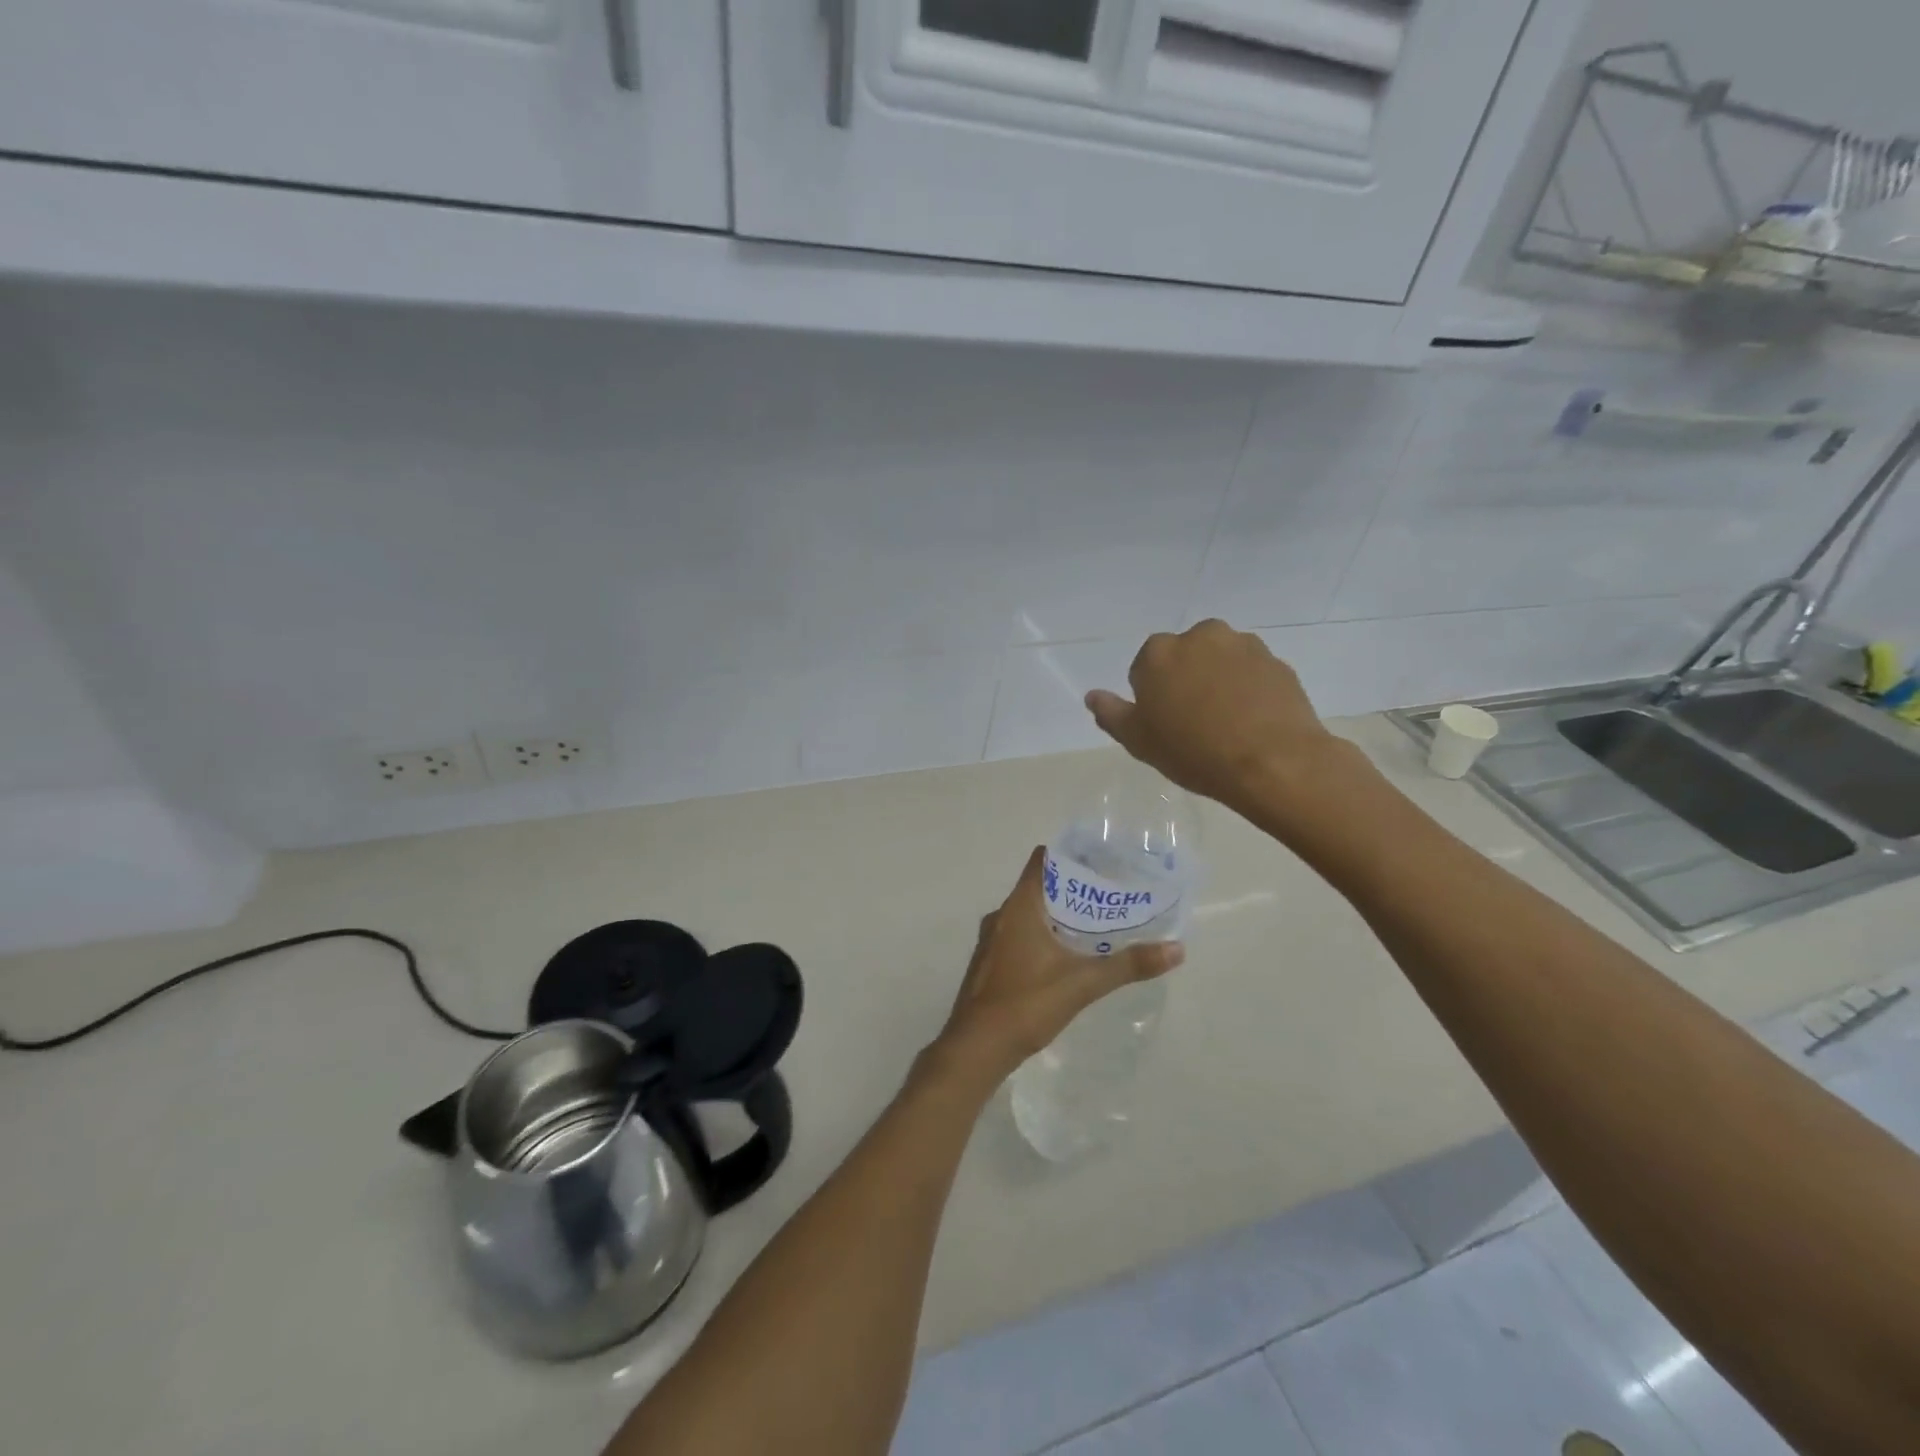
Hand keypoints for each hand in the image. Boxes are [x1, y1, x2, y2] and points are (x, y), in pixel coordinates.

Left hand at [925, 848, 1183, 1091]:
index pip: (1042, 861)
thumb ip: (1129, 965)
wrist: (976, 1047)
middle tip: (1109, 895)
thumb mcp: (1084, 983)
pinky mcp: (990, 963)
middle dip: (1072, 890)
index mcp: (1019, 906)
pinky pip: (1019, 936)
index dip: (1070, 856)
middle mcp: (1001, 915)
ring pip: (1028, 914)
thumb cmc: (1027, 1003)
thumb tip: (1176, 949)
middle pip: (1039, 888)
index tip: (1100, 860)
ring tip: (1093, 925)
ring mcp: (992, 940)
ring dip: (1057, 915)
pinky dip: (1042, 936)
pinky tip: (1064, 957)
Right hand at [1085, 619, 1353, 819]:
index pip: (1145, 668)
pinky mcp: (1277, 662)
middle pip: (1184, 657)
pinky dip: (1249, 689)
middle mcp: (1200, 636)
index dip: (1152, 697)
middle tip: (1194, 723)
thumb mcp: (1139, 741)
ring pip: (1220, 661)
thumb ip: (1111, 714)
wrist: (1272, 762)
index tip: (1164, 724)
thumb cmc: (1194, 752)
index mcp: (1159, 652)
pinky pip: (1252, 673)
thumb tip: (1093, 696)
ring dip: (1219, 681)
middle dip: (1186, 680)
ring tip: (1228, 723)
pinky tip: (1252, 722)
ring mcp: (1243, 645)